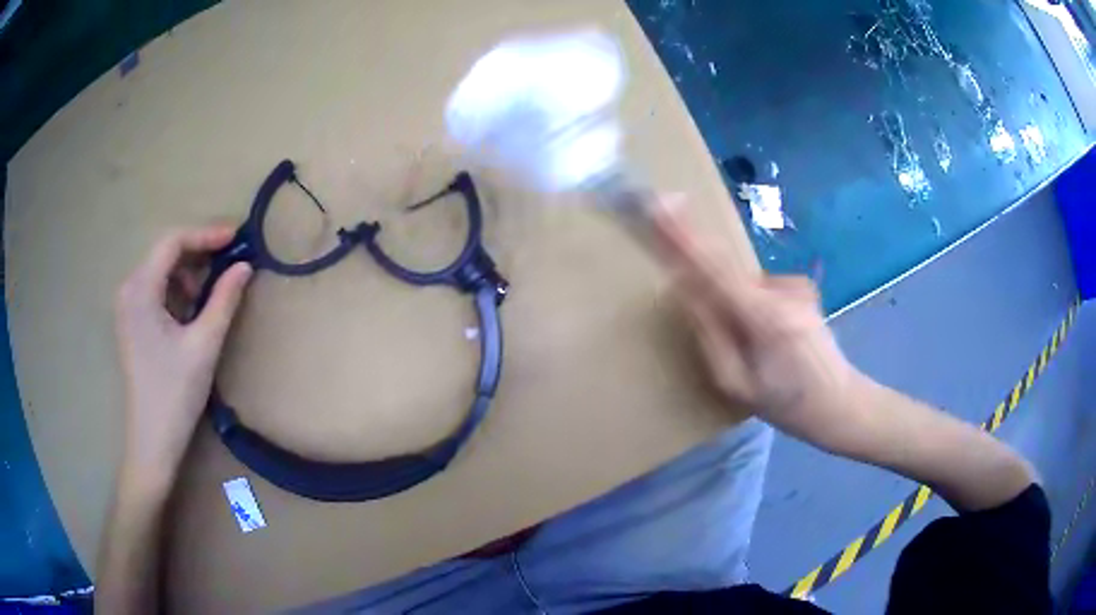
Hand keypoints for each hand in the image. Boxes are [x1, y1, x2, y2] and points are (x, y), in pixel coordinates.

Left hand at [114, 227, 252, 489]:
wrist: (152, 440)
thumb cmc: (175, 393)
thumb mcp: (204, 344)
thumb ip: (224, 299)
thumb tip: (245, 266)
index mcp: (140, 290)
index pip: (173, 243)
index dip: (206, 234)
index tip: (237, 237)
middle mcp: (128, 289)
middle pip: (165, 254)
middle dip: (198, 254)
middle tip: (230, 263)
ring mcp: (127, 307)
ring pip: (161, 272)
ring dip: (189, 275)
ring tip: (212, 295)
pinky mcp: (131, 323)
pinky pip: (156, 291)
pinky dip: (178, 292)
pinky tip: (192, 313)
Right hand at [653, 200, 863, 444]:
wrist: (842, 403)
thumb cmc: (787, 404)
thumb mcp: (736, 383)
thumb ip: (709, 334)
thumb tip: (684, 290)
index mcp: (763, 318)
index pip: (714, 267)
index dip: (685, 236)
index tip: (662, 204)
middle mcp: (782, 290)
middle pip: (726, 270)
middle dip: (708, 288)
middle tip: (716, 323)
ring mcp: (796, 286)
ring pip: (743, 284)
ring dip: (736, 309)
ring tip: (758, 352)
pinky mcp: (803, 287)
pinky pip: (761, 288)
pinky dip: (755, 309)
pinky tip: (775, 340)